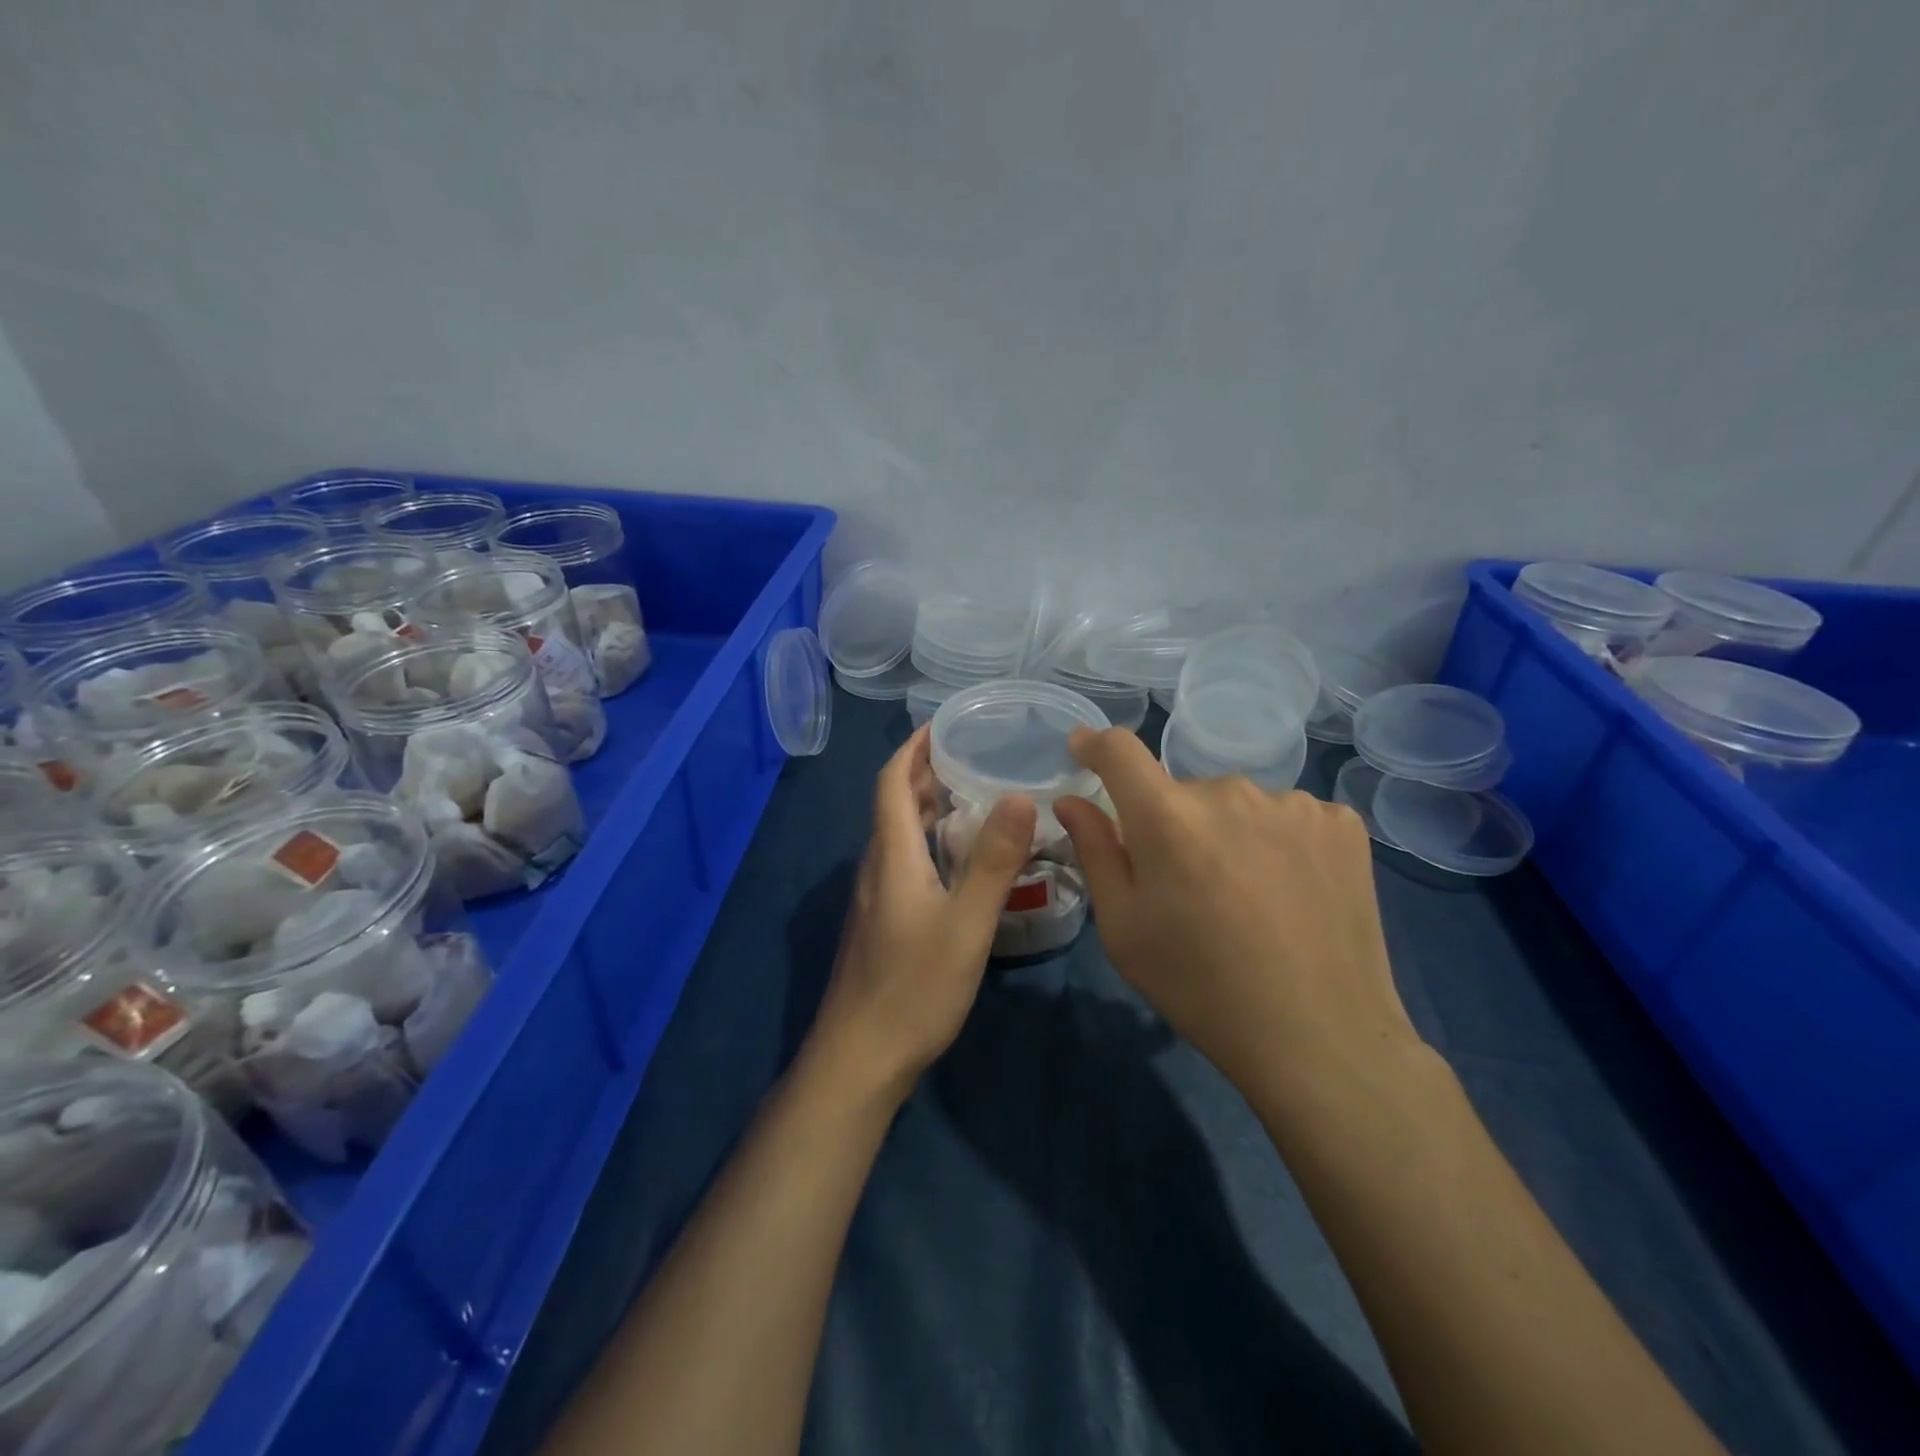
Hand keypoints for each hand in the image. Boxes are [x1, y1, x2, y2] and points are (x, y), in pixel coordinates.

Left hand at [812, 726, 1038, 1098]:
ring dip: (928, 808)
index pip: (892, 782)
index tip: (943, 725)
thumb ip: (993, 862)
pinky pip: (905, 863)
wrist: (860, 1058)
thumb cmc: (913, 988)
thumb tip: (1020, 797)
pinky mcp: (882, 923)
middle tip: (972, 755)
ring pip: (900, 836)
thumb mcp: (965, 924)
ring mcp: (876, 898)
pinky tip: (960, 861)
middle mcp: (878, 868)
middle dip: (926, 773)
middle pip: (895, 805)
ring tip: (973, 797)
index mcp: (891, 856)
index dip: (913, 749)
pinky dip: (929, 842)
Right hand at [1053, 729, 1421, 1101]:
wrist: (1319, 1037)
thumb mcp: (1123, 928)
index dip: (1096, 745)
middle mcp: (1230, 792)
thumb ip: (1095, 851)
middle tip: (1186, 886)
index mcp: (1168, 818)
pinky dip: (1278, 842)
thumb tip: (1072, 800)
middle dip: (1172, 824)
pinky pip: (1288, 816)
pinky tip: (1291, 892)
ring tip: (1247, 897)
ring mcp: (1294, 804)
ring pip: (1237, 805)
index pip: (1120, 750)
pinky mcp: (1342, 824)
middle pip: (1182, 791)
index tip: (1084, 751)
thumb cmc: (1200, 986)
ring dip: (1228, 833)